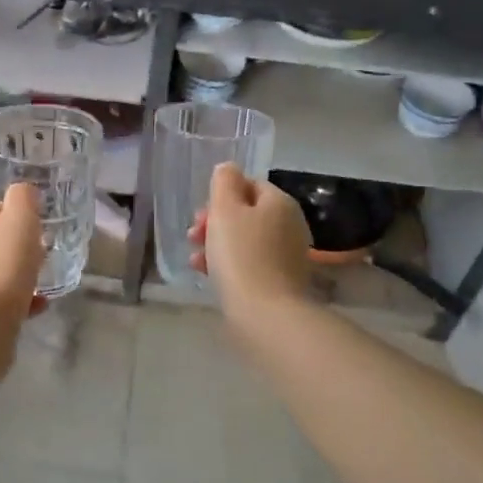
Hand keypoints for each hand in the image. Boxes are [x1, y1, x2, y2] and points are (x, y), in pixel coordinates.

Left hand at [0, 183, 45, 328]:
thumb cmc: (3, 267)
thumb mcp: (20, 220)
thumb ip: (23, 198)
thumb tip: (25, 191)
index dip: (23, 214)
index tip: (44, 227)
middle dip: (23, 246)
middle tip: (46, 253)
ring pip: (0, 270)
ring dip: (22, 274)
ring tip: (45, 280)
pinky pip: (2, 298)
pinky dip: (21, 299)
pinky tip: (38, 305)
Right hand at [188, 163, 314, 320]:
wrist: (265, 313)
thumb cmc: (241, 254)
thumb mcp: (225, 210)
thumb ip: (224, 182)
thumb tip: (228, 169)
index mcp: (279, 203)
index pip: (249, 185)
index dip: (221, 196)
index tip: (200, 215)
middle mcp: (289, 224)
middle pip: (246, 213)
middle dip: (215, 222)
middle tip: (193, 235)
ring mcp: (287, 254)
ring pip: (245, 239)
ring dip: (217, 244)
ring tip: (195, 258)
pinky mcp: (281, 280)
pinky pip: (250, 262)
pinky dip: (229, 263)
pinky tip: (207, 274)